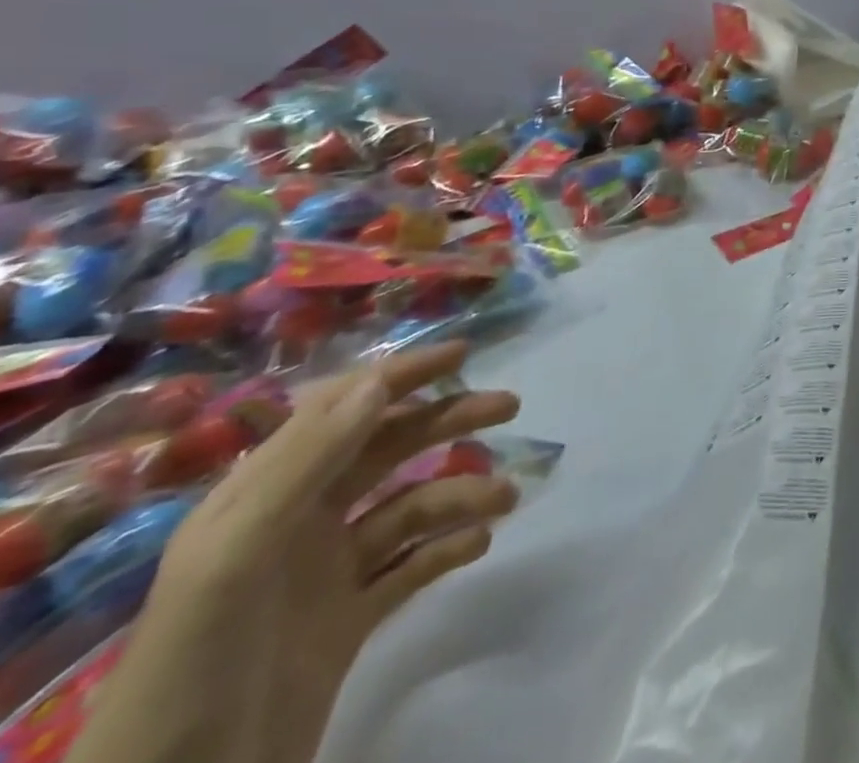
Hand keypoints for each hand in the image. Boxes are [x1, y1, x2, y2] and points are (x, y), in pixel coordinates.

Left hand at [70, 344, 520, 762]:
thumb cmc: (195, 659)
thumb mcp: (236, 554)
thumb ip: (308, 463)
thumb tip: (379, 382)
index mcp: (263, 498)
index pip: (340, 411)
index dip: (399, 375)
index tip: (462, 353)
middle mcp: (298, 523)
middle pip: (387, 450)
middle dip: (448, 421)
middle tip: (509, 406)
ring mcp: (326, 574)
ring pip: (410, 507)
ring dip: (461, 493)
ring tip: (506, 499)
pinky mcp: (348, 621)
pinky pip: (412, 566)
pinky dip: (448, 547)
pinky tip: (480, 544)